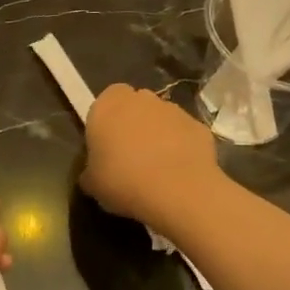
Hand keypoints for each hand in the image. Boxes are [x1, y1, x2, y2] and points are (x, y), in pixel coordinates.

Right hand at [81, 84, 219, 231]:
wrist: (177, 191)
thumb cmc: (123, 181)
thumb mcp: (92, 184)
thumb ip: (90, 171)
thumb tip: (93, 174)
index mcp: (108, 105)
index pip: (106, 101)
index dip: (107, 122)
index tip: (107, 146)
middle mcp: (141, 98)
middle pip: (135, 106)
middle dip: (133, 125)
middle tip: (130, 157)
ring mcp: (173, 109)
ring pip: (161, 119)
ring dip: (159, 136)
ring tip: (157, 170)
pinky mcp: (199, 125)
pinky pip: (184, 135)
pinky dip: (182, 148)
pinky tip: (178, 174)